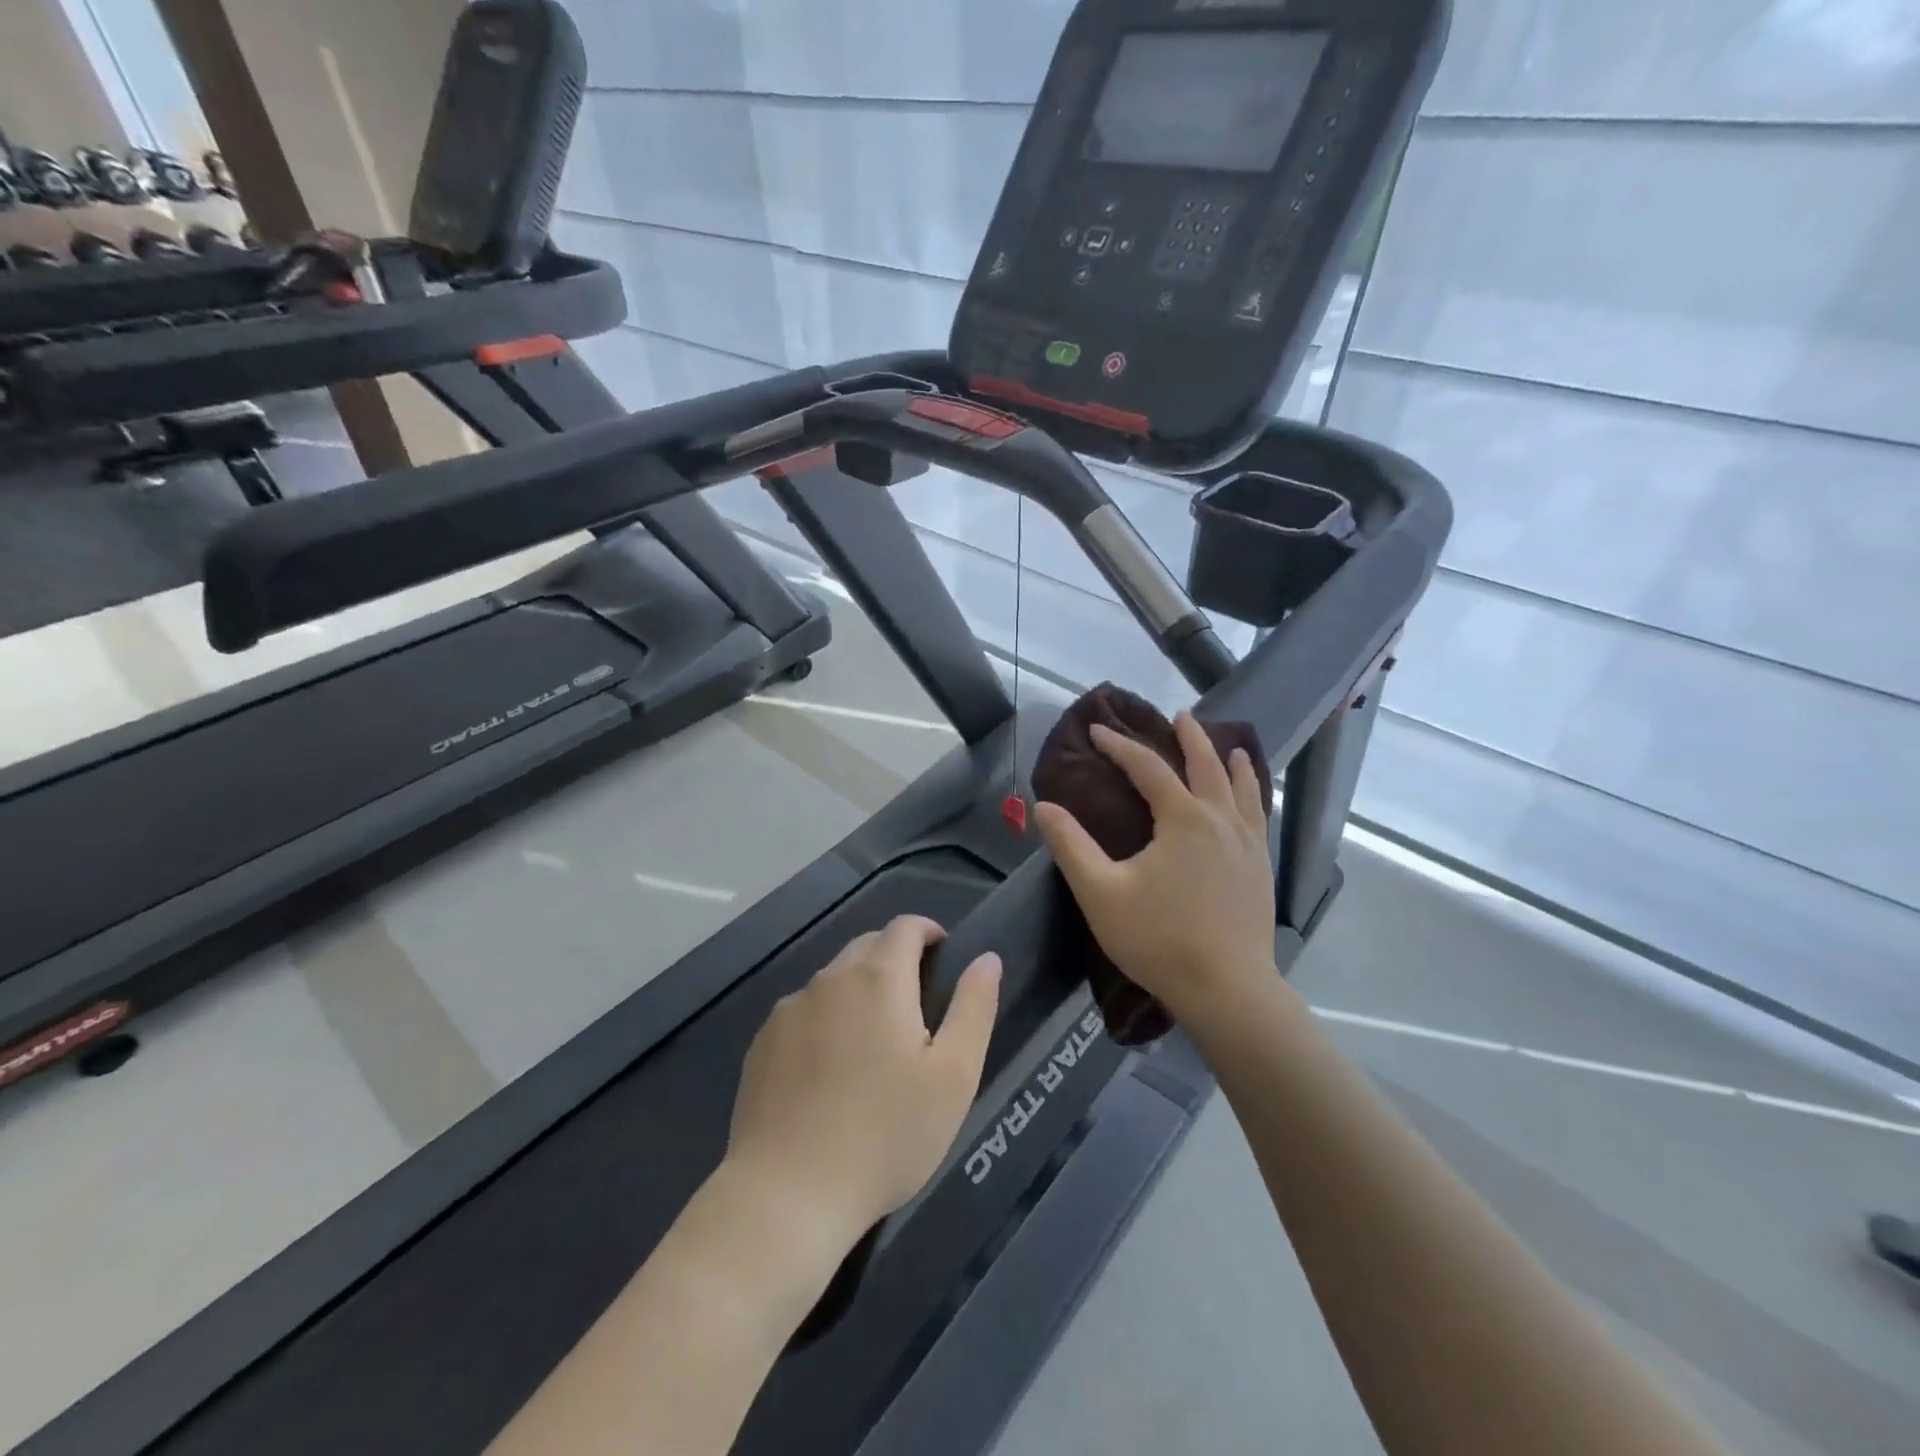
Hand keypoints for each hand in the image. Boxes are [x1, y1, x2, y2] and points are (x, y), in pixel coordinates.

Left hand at [725, 916, 1001, 1244]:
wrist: (787, 1195)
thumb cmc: (886, 1135)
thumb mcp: (954, 1076)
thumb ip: (974, 1008)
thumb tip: (986, 958)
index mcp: (878, 978)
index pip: (904, 927)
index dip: (928, 932)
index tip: (943, 956)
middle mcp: (830, 979)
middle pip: (867, 947)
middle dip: (895, 959)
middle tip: (917, 1005)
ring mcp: (789, 1011)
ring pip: (833, 980)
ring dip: (859, 991)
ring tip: (874, 1043)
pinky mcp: (761, 1044)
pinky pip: (803, 1013)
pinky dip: (825, 1021)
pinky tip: (830, 1071)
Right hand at [1035, 711, 1282, 1031]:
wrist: (1228, 990)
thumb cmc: (1159, 939)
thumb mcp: (1101, 893)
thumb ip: (1070, 846)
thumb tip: (1044, 806)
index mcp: (1183, 819)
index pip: (1148, 768)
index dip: (1120, 746)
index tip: (1097, 731)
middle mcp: (1221, 820)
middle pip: (1206, 766)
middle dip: (1190, 738)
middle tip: (1179, 716)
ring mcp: (1248, 844)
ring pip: (1242, 788)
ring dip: (1232, 762)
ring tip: (1231, 747)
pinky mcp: (1261, 868)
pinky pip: (1258, 816)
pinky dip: (1253, 795)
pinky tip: (1250, 802)